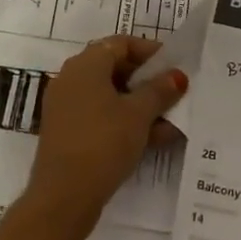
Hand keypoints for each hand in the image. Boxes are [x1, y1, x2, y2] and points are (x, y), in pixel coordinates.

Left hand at [25, 37, 187, 230]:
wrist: (63, 196)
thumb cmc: (104, 142)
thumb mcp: (139, 114)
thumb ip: (160, 91)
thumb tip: (177, 75)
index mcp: (85, 64)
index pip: (121, 43)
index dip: (150, 51)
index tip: (174, 66)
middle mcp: (71, 78)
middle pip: (114, 68)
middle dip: (147, 80)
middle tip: (173, 92)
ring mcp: (66, 106)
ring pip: (109, 95)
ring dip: (139, 104)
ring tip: (170, 121)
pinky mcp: (67, 131)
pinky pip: (100, 115)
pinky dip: (124, 121)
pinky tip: (153, 139)